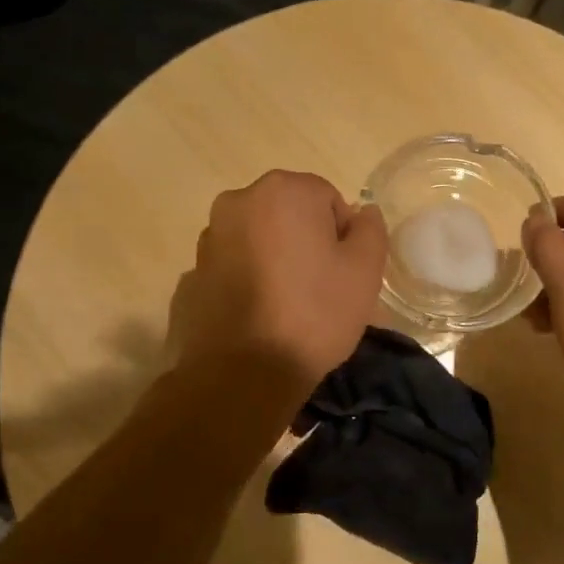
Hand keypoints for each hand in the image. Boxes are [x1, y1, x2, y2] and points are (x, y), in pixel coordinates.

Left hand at [175, 170, 386, 396]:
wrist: (243, 373)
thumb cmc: (314, 313)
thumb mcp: (365, 270)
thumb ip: (370, 230)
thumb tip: (362, 213)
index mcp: (283, 190)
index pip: (328, 200)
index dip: (343, 237)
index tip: (343, 273)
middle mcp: (239, 201)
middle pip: (290, 214)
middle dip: (307, 242)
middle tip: (320, 288)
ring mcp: (210, 237)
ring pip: (260, 239)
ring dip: (276, 259)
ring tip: (288, 305)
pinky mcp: (192, 272)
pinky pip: (235, 266)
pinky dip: (249, 280)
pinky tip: (260, 315)